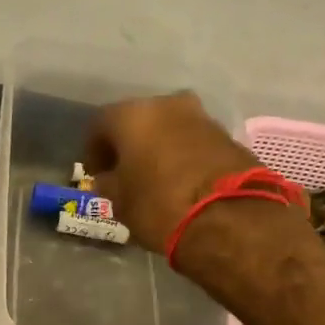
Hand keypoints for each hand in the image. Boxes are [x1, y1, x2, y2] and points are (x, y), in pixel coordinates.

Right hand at [84, 93, 259, 257]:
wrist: (230, 219)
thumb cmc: (159, 205)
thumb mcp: (121, 202)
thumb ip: (110, 184)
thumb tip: (109, 179)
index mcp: (132, 115)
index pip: (100, 125)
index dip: (94, 150)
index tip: (96, 174)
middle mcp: (167, 105)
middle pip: (139, 121)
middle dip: (131, 144)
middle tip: (126, 172)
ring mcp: (202, 117)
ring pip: (170, 128)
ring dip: (160, 148)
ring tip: (156, 178)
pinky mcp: (229, 136)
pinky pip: (195, 142)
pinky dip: (185, 156)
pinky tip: (182, 181)